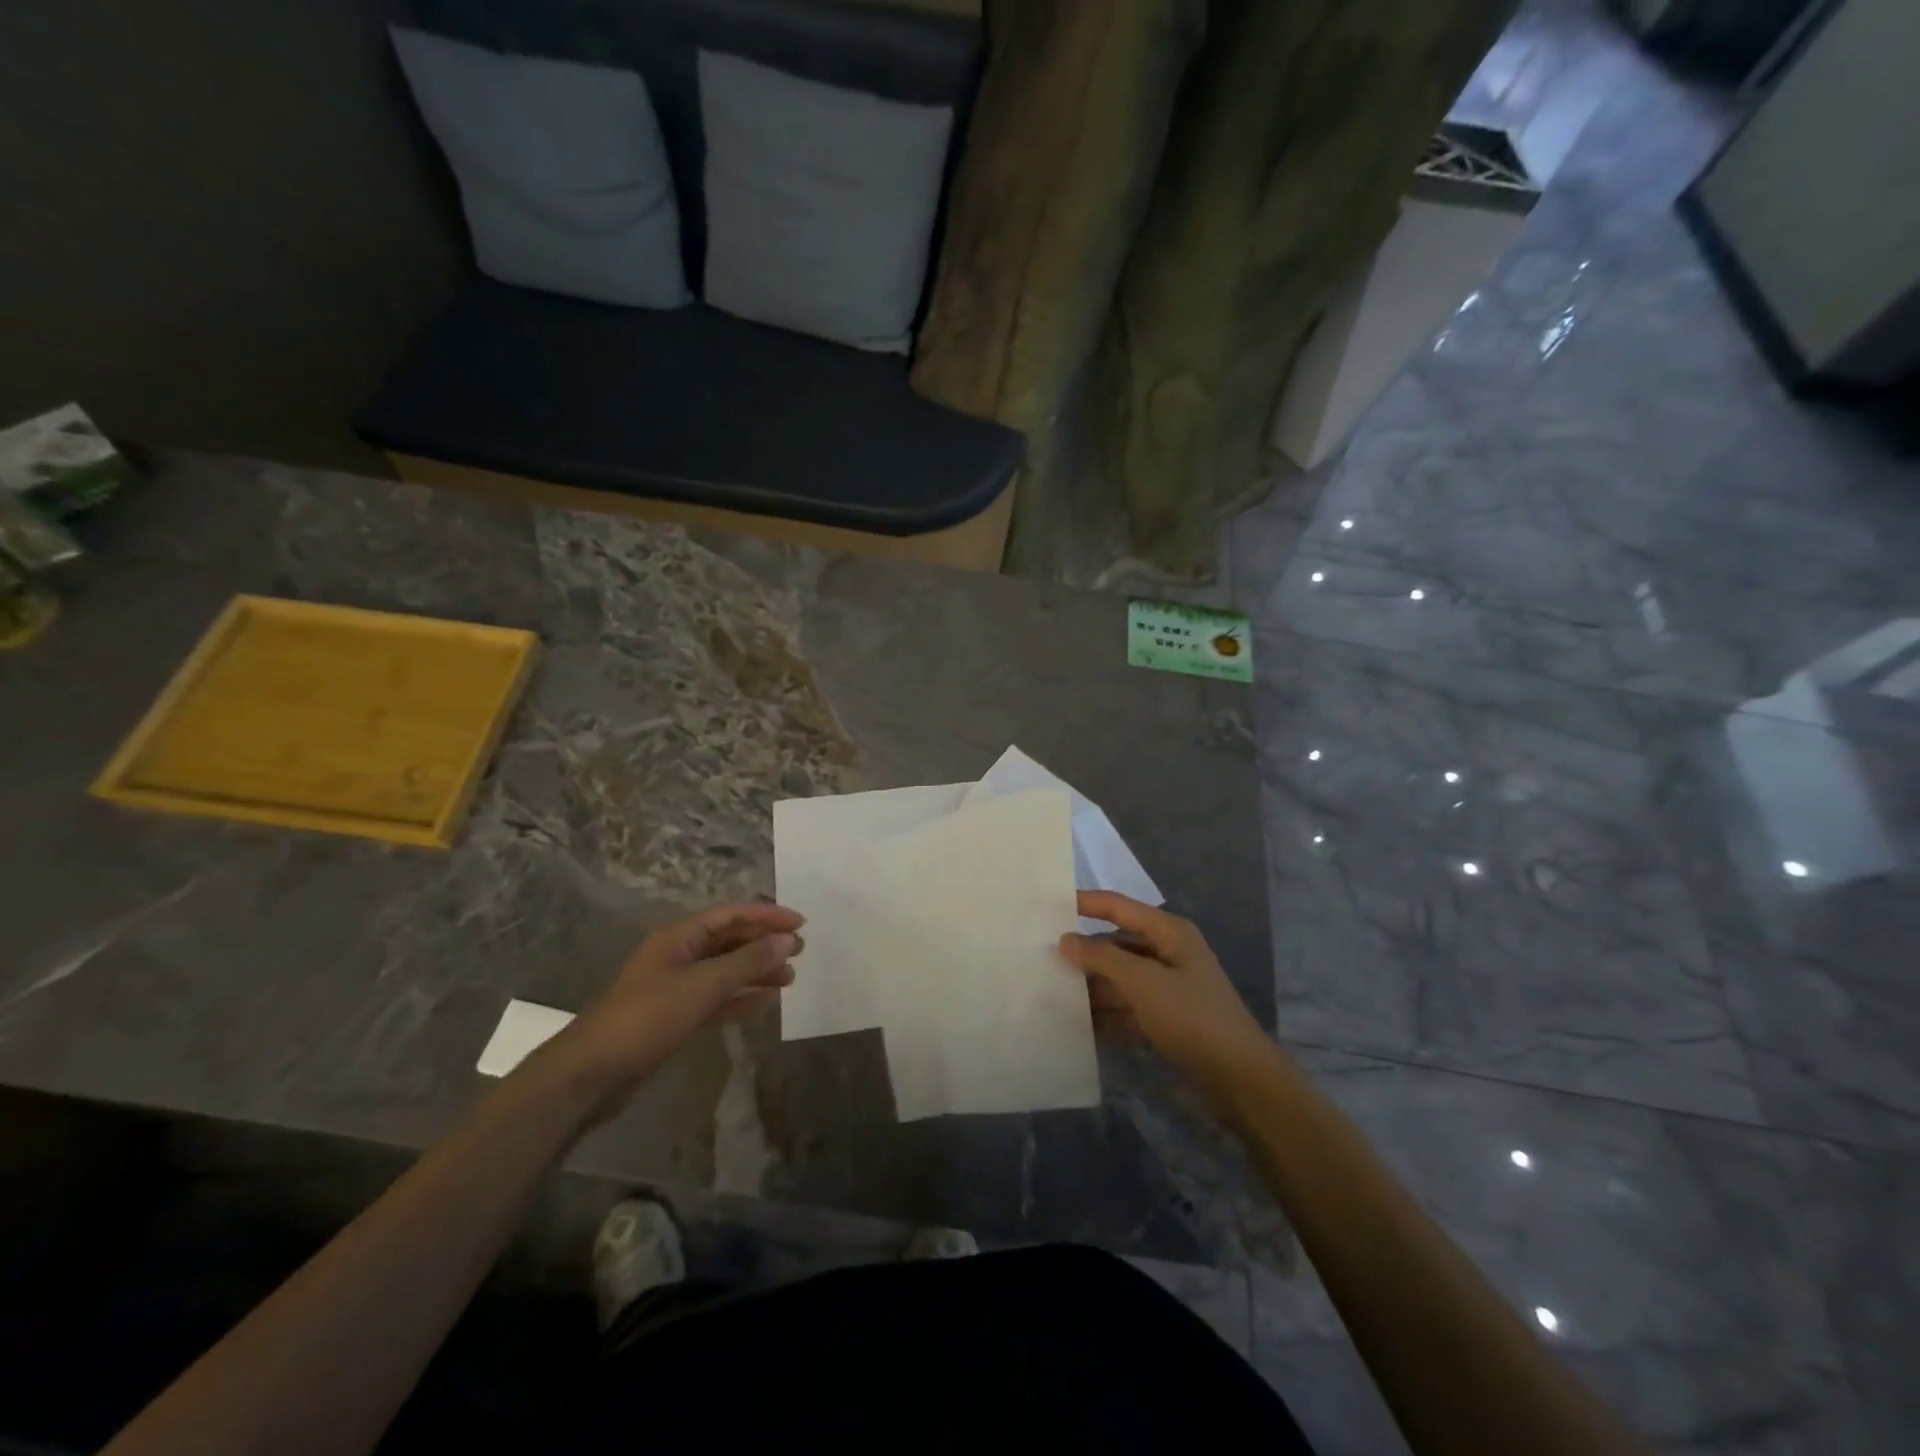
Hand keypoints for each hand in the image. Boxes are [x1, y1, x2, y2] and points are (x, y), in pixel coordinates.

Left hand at [531, 902, 803, 1120]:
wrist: (593, 1074)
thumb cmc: (648, 1017)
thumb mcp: (704, 985)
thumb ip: (748, 961)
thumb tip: (787, 940)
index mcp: (680, 936)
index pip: (732, 915)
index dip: (768, 916)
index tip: (801, 925)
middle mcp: (678, 954)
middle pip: (729, 940)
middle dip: (764, 944)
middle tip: (799, 953)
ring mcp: (675, 987)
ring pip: (725, 971)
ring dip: (756, 972)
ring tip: (788, 979)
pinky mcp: (675, 1016)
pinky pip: (716, 999)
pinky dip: (741, 999)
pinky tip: (765, 1003)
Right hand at [1059, 892, 1276, 1103]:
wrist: (1239, 1080)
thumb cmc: (1193, 1017)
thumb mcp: (1144, 982)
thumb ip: (1102, 957)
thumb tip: (1065, 940)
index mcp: (1168, 933)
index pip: (1117, 906)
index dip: (1083, 903)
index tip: (1044, 905)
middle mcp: (1166, 953)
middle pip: (1115, 943)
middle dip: (1081, 951)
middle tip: (1038, 954)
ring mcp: (1165, 988)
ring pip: (1117, 978)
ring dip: (1089, 986)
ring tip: (1048, 991)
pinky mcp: (1163, 1018)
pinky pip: (1124, 1007)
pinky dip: (1103, 1014)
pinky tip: (1074, 1025)